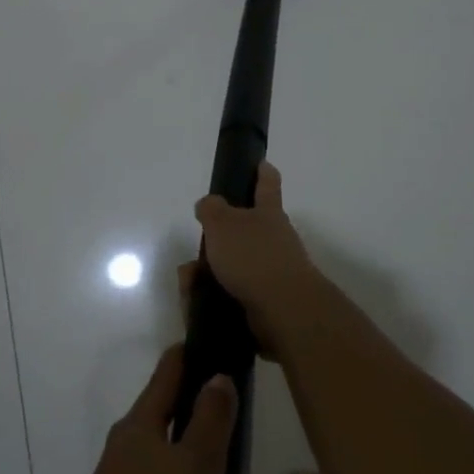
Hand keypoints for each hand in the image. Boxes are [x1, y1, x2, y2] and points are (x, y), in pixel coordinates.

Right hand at [192, 162, 321, 350]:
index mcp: (268, 213)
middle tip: (196, 250)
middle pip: (243, 231)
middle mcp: (275, 239)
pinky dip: (213, 295)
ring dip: (207, 273)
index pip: (267, 184)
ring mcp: (273, 270)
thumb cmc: (253, 256)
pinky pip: (232, 292)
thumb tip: (208, 204)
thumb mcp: (222, 223)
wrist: (283, 310)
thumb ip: (211, 209)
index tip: (260, 163)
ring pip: (232, 265)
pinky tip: (198, 302)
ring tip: (189, 283)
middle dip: (216, 241)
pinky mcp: (266, 300)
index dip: (262, 171)